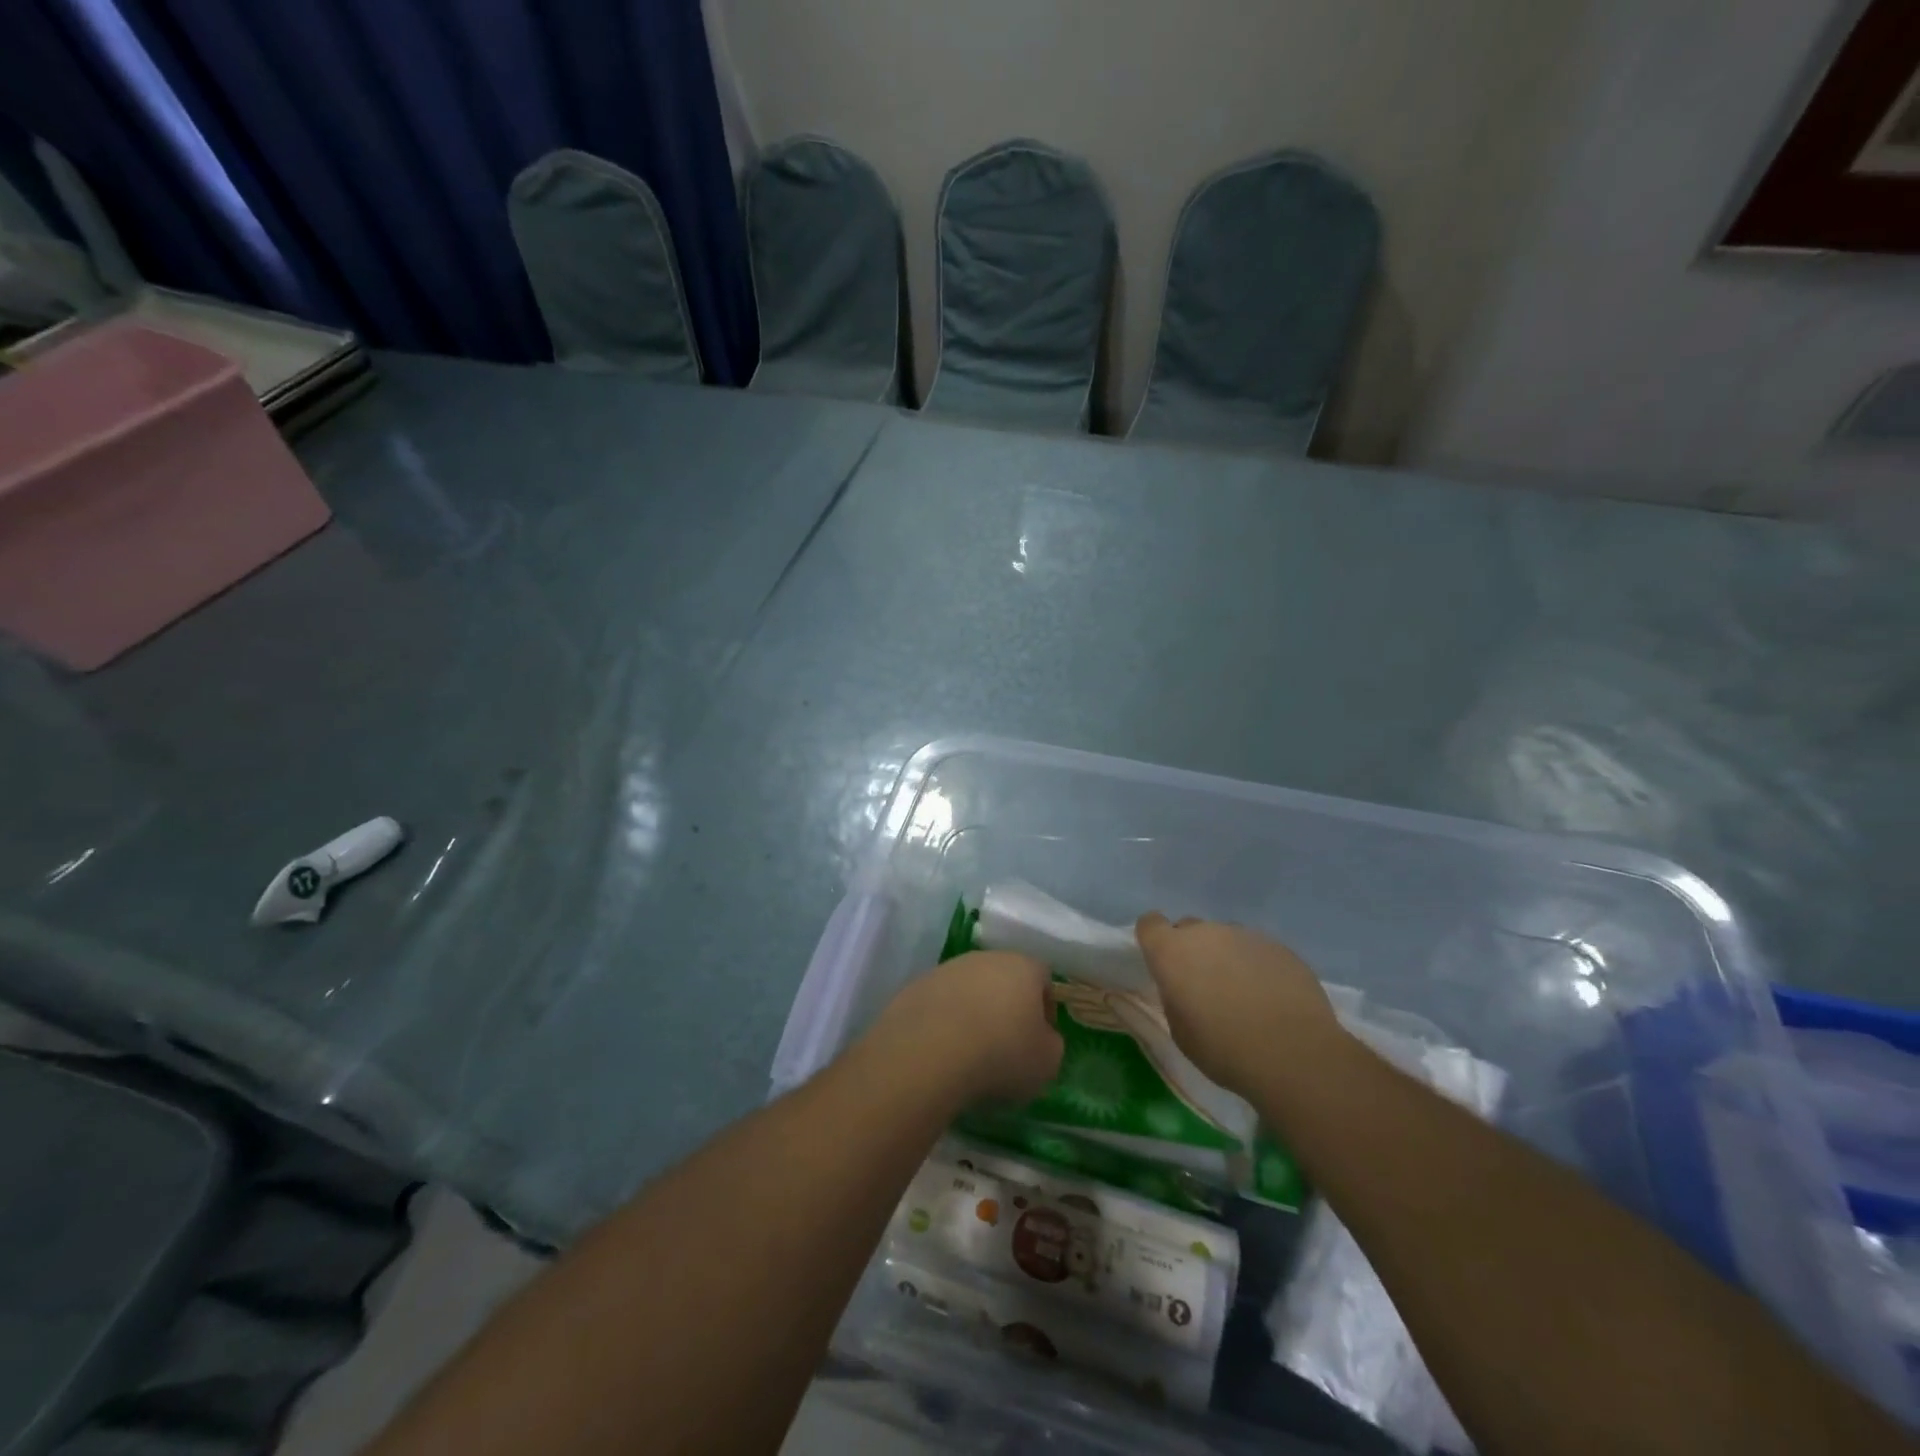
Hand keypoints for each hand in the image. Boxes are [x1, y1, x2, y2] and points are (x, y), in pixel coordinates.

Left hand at [863, 951, 1063, 1106]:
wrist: (929, 1051)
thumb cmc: (1001, 1053)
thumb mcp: (1046, 1062)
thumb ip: (1051, 1045)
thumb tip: (1041, 1039)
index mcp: (1023, 966)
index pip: (1043, 978)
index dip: (1045, 1008)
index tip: (1040, 1039)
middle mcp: (985, 958)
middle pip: (1004, 979)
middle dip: (1007, 1007)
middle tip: (1006, 1045)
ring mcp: (947, 969)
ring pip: (970, 988)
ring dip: (974, 1012)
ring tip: (970, 1051)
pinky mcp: (916, 986)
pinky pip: (940, 1003)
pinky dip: (944, 1022)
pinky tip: (942, 1050)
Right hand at [1135, 914, 1343, 1096]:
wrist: (1293, 1054)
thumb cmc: (1224, 1049)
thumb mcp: (1181, 1031)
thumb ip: (1175, 997)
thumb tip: (1185, 987)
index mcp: (1172, 951)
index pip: (1150, 924)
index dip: (1154, 940)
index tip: (1164, 964)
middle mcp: (1206, 933)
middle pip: (1190, 929)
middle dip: (1192, 951)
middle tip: (1204, 986)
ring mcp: (1245, 936)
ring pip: (1226, 938)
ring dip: (1226, 957)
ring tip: (1243, 994)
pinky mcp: (1279, 947)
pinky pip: (1257, 950)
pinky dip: (1257, 966)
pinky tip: (1271, 998)